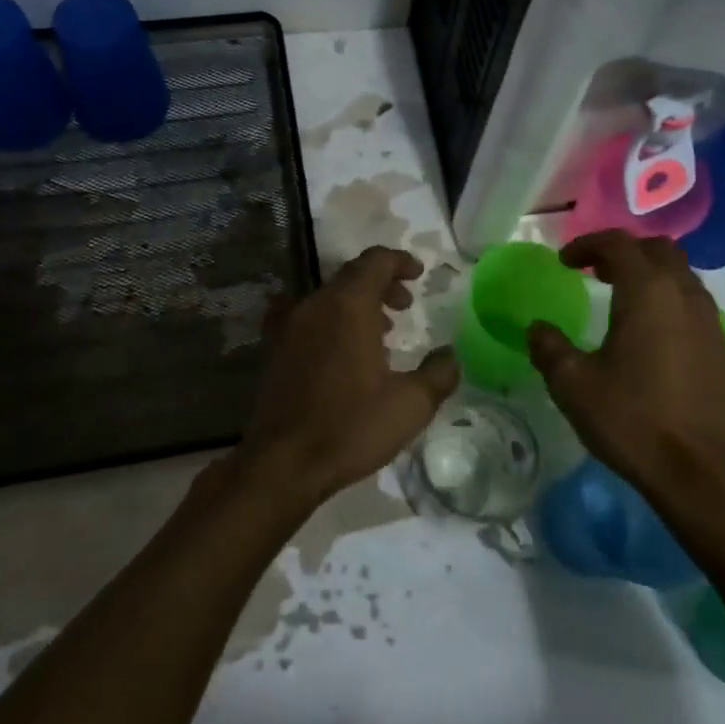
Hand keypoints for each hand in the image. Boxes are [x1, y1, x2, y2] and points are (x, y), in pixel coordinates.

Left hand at [240, 246, 458, 508]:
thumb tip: (452, 355)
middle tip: (404, 306)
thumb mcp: (410, 405)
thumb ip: (438, 374)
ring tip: (381, 332)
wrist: (282, 462)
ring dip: (357, 303)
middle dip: (382, 283)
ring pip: (328, 296)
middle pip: (351, 275)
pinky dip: (331, 320)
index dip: (400, 261)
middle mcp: (314, 303)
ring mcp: (288, 324)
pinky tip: (342, 351)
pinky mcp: (273, 347)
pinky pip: (307, 316)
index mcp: (348, 305)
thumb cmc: (350, 427)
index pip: (375, 261)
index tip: (419, 274)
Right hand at [526, 231, 724, 497]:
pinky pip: (694, 304)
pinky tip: (651, 335)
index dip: (587, 244)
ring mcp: (710, 322)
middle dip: (624, 251)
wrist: (701, 474)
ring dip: (650, 275)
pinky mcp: (722, 350)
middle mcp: (684, 295)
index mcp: (647, 292)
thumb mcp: (573, 385)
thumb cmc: (632, 420)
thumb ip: (549, 348)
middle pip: (658, 249)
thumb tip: (537, 328)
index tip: (564, 262)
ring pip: (681, 275)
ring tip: (621, 299)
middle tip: (595, 271)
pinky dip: (669, 301)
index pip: (618, 244)